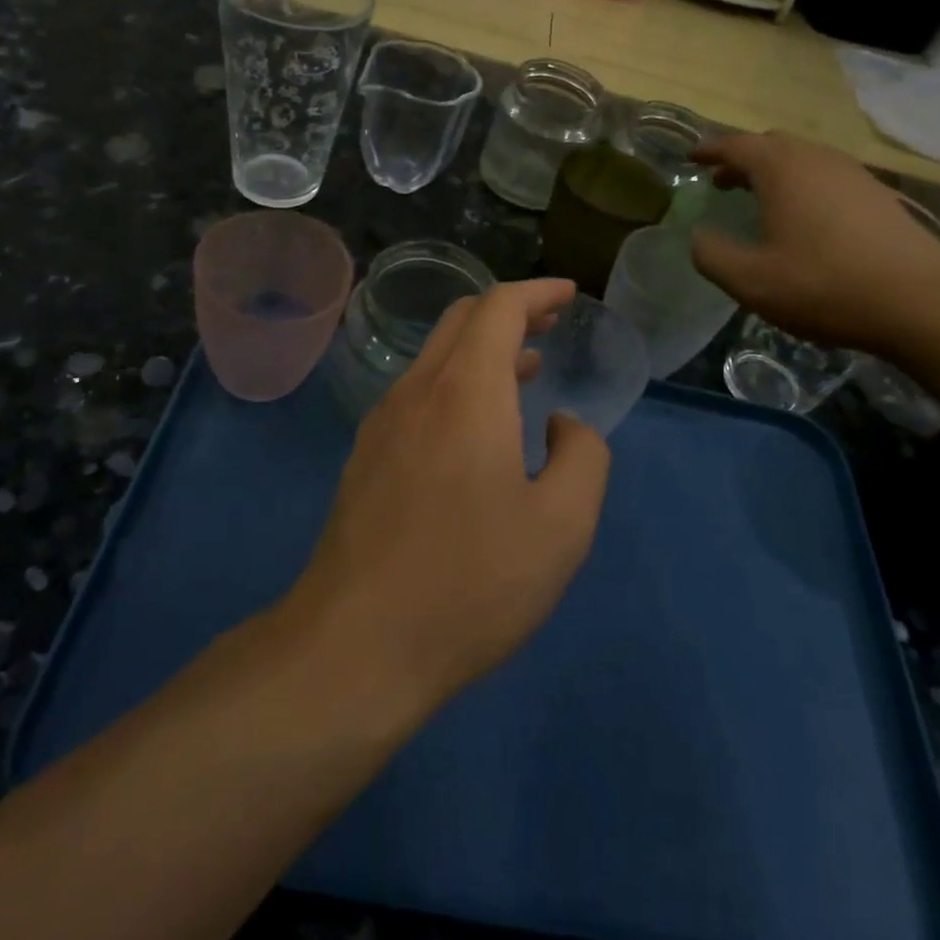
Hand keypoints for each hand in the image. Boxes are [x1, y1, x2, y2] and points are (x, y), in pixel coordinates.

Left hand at [288, 279, 610, 717]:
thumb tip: (563, 426)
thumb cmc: (470, 582)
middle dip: (510, 311)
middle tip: (550, 324)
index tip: (569, 295)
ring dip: (482, 349)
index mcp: (465, 392)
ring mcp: (382, 423)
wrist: (356, 646)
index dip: (537, 293)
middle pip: (462, 320)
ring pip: (436, 357)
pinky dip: (457, 383)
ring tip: (525, 369)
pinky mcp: (365, 456)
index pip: (499, 307)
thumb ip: (583, 458)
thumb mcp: (561, 527)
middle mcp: (417, 391)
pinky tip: (477, 427)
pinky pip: (418, 393)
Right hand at [691, 131, 939, 355]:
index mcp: (781, 168)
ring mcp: (853, 174)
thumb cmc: (824, 285)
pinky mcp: (878, 195)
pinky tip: (804, 219)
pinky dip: (802, 185)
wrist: (923, 301)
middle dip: (742, 159)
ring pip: (803, 159)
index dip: (709, 150)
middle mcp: (817, 159)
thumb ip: (712, 255)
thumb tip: (699, 237)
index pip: (735, 145)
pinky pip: (827, 176)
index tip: (691, 157)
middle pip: (771, 145)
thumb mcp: (750, 280)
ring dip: (774, 172)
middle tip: (721, 181)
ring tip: (758, 199)